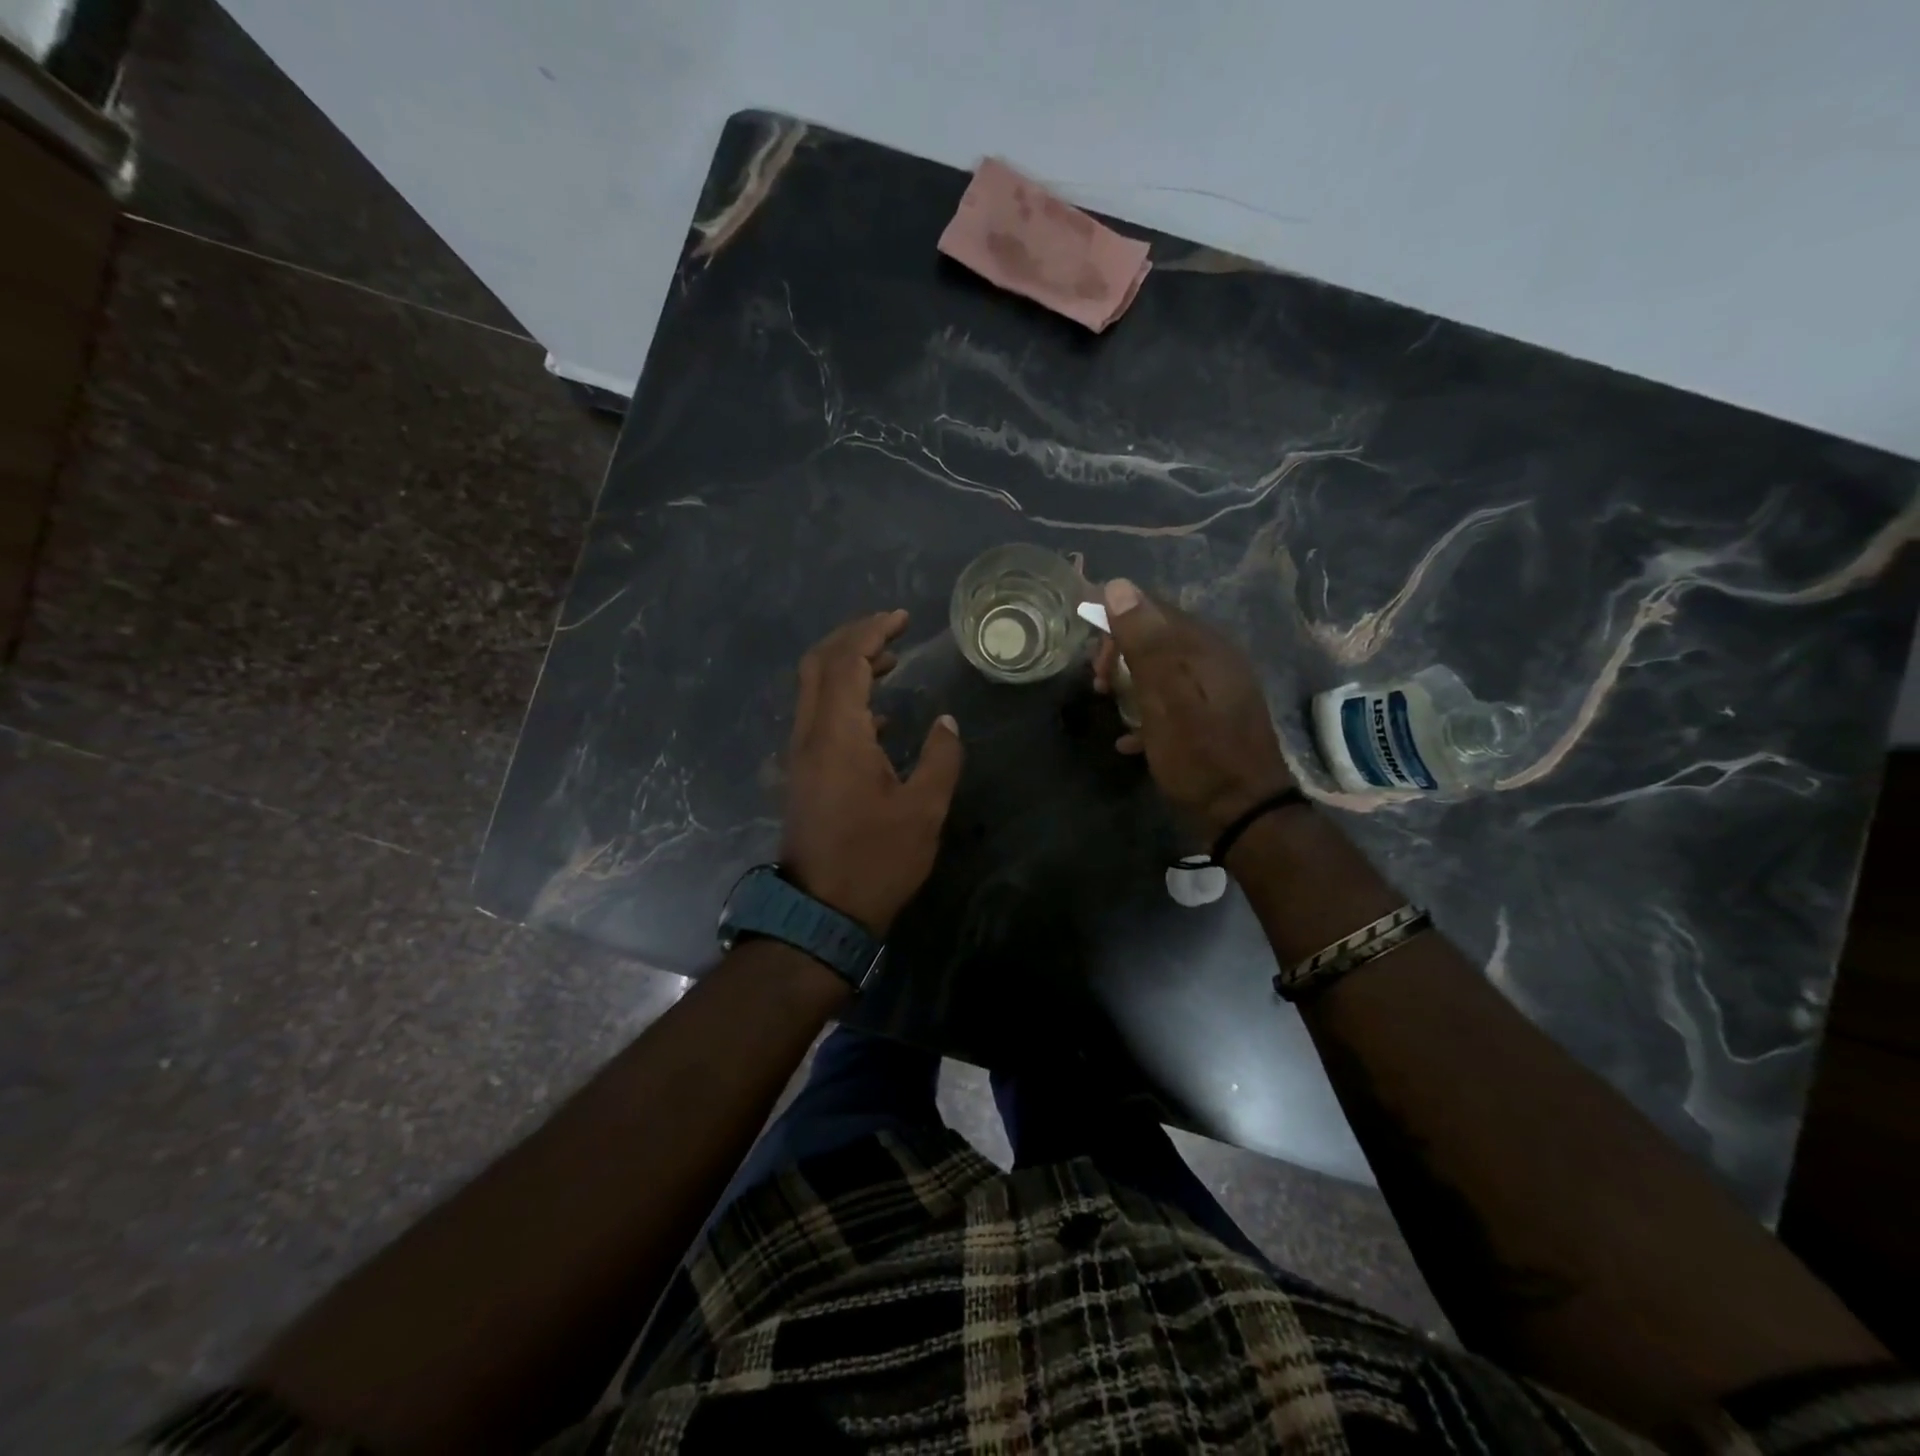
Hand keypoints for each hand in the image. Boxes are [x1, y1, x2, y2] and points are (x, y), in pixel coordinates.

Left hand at [782, 610, 964, 935]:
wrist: (822, 912)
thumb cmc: (877, 859)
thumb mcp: (924, 809)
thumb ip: (940, 758)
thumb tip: (946, 723)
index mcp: (838, 734)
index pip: (846, 661)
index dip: (872, 632)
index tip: (902, 618)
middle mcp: (810, 735)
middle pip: (819, 665)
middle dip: (852, 638)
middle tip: (892, 631)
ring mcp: (801, 754)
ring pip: (814, 690)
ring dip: (847, 667)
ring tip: (890, 663)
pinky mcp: (803, 773)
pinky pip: (818, 716)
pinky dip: (844, 699)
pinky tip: (879, 716)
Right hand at [1092, 579, 1292, 838]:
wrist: (1244, 812)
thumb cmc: (1199, 755)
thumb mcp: (1165, 697)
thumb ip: (1144, 642)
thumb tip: (1118, 586)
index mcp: (1204, 647)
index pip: (1152, 610)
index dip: (1115, 626)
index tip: (1093, 663)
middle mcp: (1214, 659)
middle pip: (1157, 638)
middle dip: (1121, 655)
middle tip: (1099, 686)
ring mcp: (1216, 689)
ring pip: (1163, 669)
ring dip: (1131, 682)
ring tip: (1111, 708)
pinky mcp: (1213, 717)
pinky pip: (1172, 699)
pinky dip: (1148, 711)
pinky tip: (1131, 739)